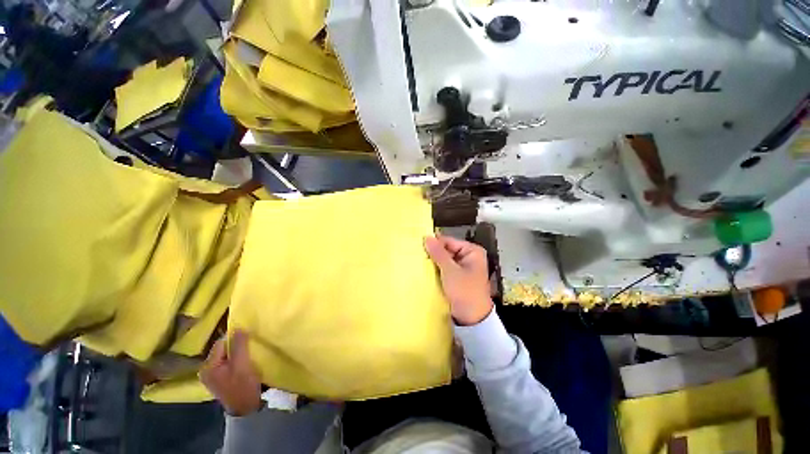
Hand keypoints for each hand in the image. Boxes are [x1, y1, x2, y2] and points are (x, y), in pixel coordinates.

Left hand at [199, 330, 262, 415]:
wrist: (247, 409)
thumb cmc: (243, 386)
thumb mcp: (242, 363)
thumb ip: (239, 345)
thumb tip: (238, 327)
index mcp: (208, 366)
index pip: (220, 343)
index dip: (235, 338)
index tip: (248, 337)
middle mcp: (207, 370)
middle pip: (223, 349)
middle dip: (236, 345)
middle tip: (251, 346)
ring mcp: (214, 376)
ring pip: (227, 356)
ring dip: (238, 352)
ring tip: (250, 353)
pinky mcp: (222, 380)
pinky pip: (229, 363)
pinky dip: (238, 360)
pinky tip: (246, 362)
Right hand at [425, 234, 493, 325]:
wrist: (472, 319)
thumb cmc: (465, 291)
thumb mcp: (450, 271)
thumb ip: (438, 253)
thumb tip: (427, 237)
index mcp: (471, 251)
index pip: (449, 241)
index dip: (434, 242)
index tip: (418, 244)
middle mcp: (468, 256)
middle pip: (446, 250)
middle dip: (433, 253)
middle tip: (415, 253)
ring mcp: (462, 267)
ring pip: (443, 260)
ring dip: (433, 261)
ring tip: (417, 260)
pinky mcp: (456, 277)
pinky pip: (444, 268)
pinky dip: (435, 269)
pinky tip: (424, 269)